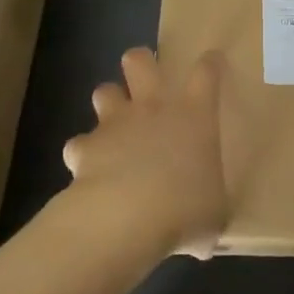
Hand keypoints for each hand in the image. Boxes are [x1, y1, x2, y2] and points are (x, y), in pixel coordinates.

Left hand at [63, 48, 228, 259]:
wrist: (127, 217)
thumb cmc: (186, 208)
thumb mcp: (214, 213)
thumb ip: (210, 209)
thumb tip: (206, 231)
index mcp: (194, 115)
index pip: (206, 73)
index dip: (210, 64)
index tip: (212, 62)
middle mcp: (154, 108)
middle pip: (140, 61)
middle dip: (141, 62)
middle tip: (146, 78)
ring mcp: (115, 124)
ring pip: (104, 91)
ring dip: (109, 103)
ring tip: (115, 124)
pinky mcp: (84, 147)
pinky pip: (80, 143)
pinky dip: (84, 154)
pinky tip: (89, 171)